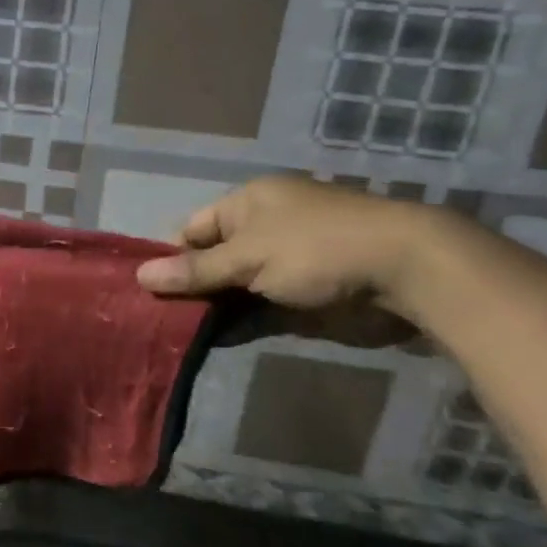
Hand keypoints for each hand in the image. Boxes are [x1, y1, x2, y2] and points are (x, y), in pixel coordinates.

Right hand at [135, 176, 430, 347]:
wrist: (406, 272)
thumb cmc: (316, 248)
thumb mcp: (248, 256)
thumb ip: (196, 270)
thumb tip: (140, 275)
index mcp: (249, 203)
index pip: (194, 228)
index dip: (170, 256)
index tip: (148, 290)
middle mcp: (265, 229)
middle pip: (213, 260)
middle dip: (189, 288)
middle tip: (154, 319)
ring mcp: (287, 264)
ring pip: (235, 288)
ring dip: (212, 310)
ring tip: (173, 337)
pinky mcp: (305, 297)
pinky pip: (261, 310)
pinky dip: (239, 325)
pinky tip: (212, 343)